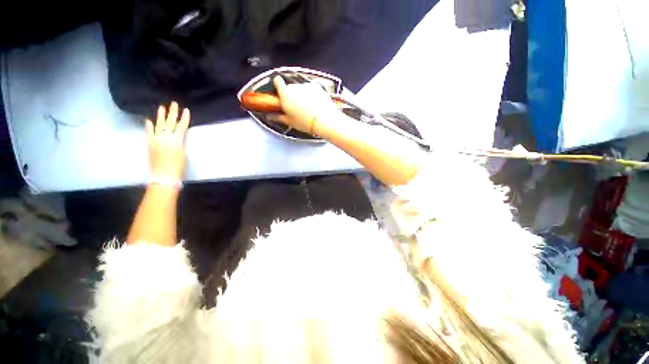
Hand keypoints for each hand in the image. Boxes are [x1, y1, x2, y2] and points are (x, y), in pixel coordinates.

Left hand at [145, 102, 189, 181]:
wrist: (164, 175)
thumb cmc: (178, 166)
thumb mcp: (183, 153)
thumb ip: (180, 142)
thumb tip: (178, 136)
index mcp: (176, 140)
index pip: (181, 126)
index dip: (184, 118)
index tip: (186, 110)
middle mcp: (165, 137)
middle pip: (170, 123)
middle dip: (172, 113)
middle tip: (173, 104)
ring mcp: (156, 139)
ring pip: (159, 125)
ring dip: (161, 116)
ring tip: (162, 107)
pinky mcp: (150, 143)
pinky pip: (149, 132)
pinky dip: (149, 126)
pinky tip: (149, 120)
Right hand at [272, 76, 340, 135]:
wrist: (325, 121)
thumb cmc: (305, 123)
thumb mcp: (290, 122)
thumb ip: (278, 117)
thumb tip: (269, 116)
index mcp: (286, 94)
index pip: (277, 81)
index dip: (278, 85)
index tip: (280, 92)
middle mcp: (296, 87)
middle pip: (290, 87)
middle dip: (291, 94)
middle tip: (295, 106)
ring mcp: (307, 86)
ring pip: (301, 88)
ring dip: (302, 94)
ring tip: (307, 108)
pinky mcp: (318, 87)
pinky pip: (311, 89)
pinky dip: (312, 95)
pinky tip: (315, 105)